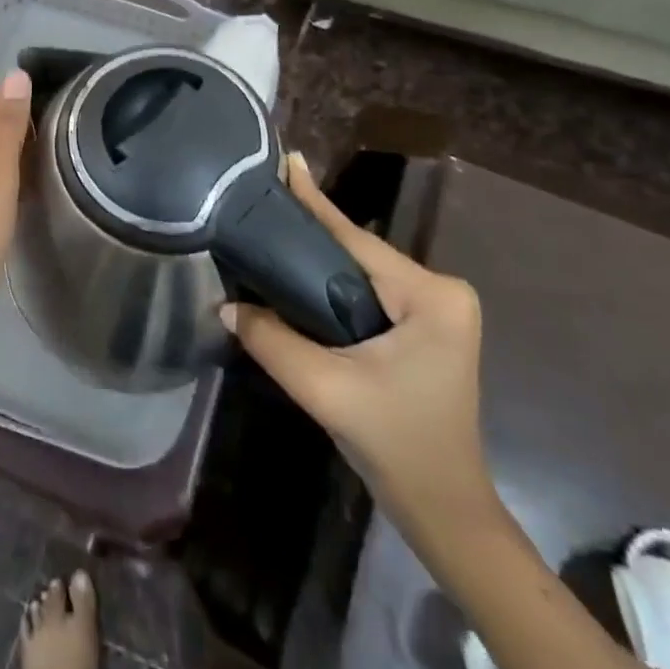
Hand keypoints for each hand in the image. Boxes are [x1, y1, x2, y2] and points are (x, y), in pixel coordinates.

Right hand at [221, 154, 494, 526]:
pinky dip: (332, 280)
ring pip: (362, 271)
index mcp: (432, 296)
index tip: (289, 161)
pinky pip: (368, 290)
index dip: (314, 203)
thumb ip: (272, 341)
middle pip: (359, 252)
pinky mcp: (425, 327)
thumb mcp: (325, 389)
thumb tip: (226, 305)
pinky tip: (299, 269)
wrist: (443, 508)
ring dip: (319, 256)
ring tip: (272, 224)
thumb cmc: (395, 444)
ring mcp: (437, 310)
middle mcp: (441, 292)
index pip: (356, 240)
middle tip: (263, 195)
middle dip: (312, 229)